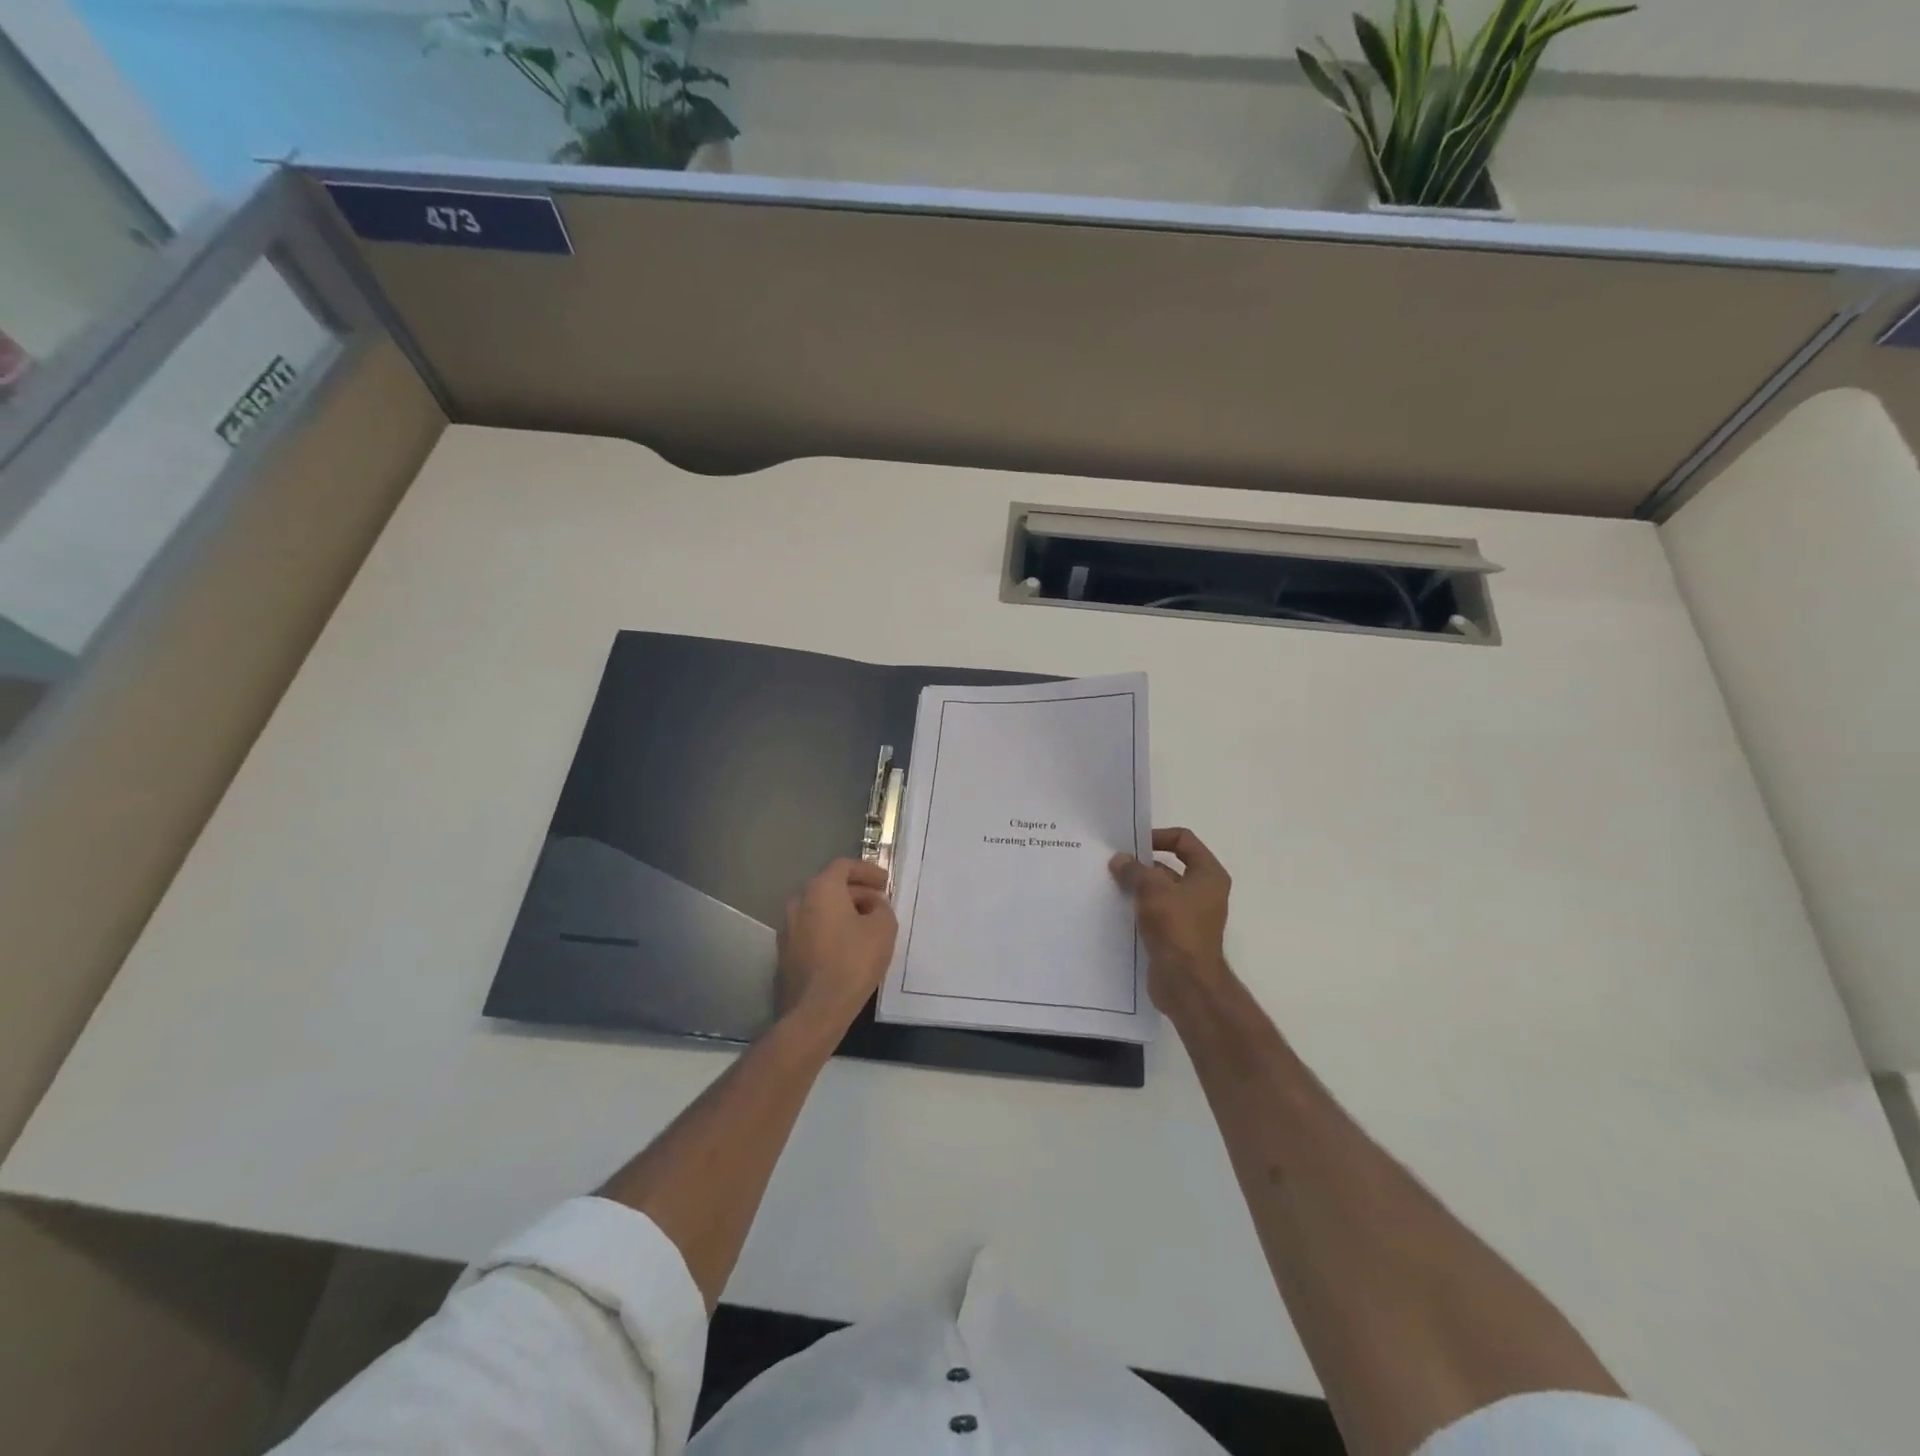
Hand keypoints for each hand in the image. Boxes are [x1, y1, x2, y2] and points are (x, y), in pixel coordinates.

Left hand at [776, 858, 897, 1034]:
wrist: (816, 1010)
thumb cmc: (853, 961)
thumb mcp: (883, 929)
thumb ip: (882, 908)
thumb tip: (873, 906)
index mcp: (821, 889)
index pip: (844, 866)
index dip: (867, 871)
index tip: (885, 883)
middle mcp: (799, 902)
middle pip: (830, 886)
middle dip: (857, 892)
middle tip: (879, 905)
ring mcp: (788, 928)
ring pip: (820, 909)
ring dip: (843, 912)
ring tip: (866, 927)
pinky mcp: (785, 952)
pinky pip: (812, 929)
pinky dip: (830, 930)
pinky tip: (847, 948)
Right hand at [1110, 828, 1231, 1007]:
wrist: (1186, 982)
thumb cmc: (1176, 927)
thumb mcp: (1152, 890)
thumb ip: (1134, 870)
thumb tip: (1119, 859)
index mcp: (1208, 874)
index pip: (1184, 840)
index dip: (1158, 836)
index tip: (1132, 844)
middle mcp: (1204, 891)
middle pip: (1170, 865)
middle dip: (1143, 864)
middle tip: (1115, 864)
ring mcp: (1191, 914)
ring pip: (1160, 890)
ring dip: (1138, 886)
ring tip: (1110, 884)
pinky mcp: (1177, 934)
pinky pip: (1156, 911)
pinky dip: (1139, 907)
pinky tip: (1117, 908)